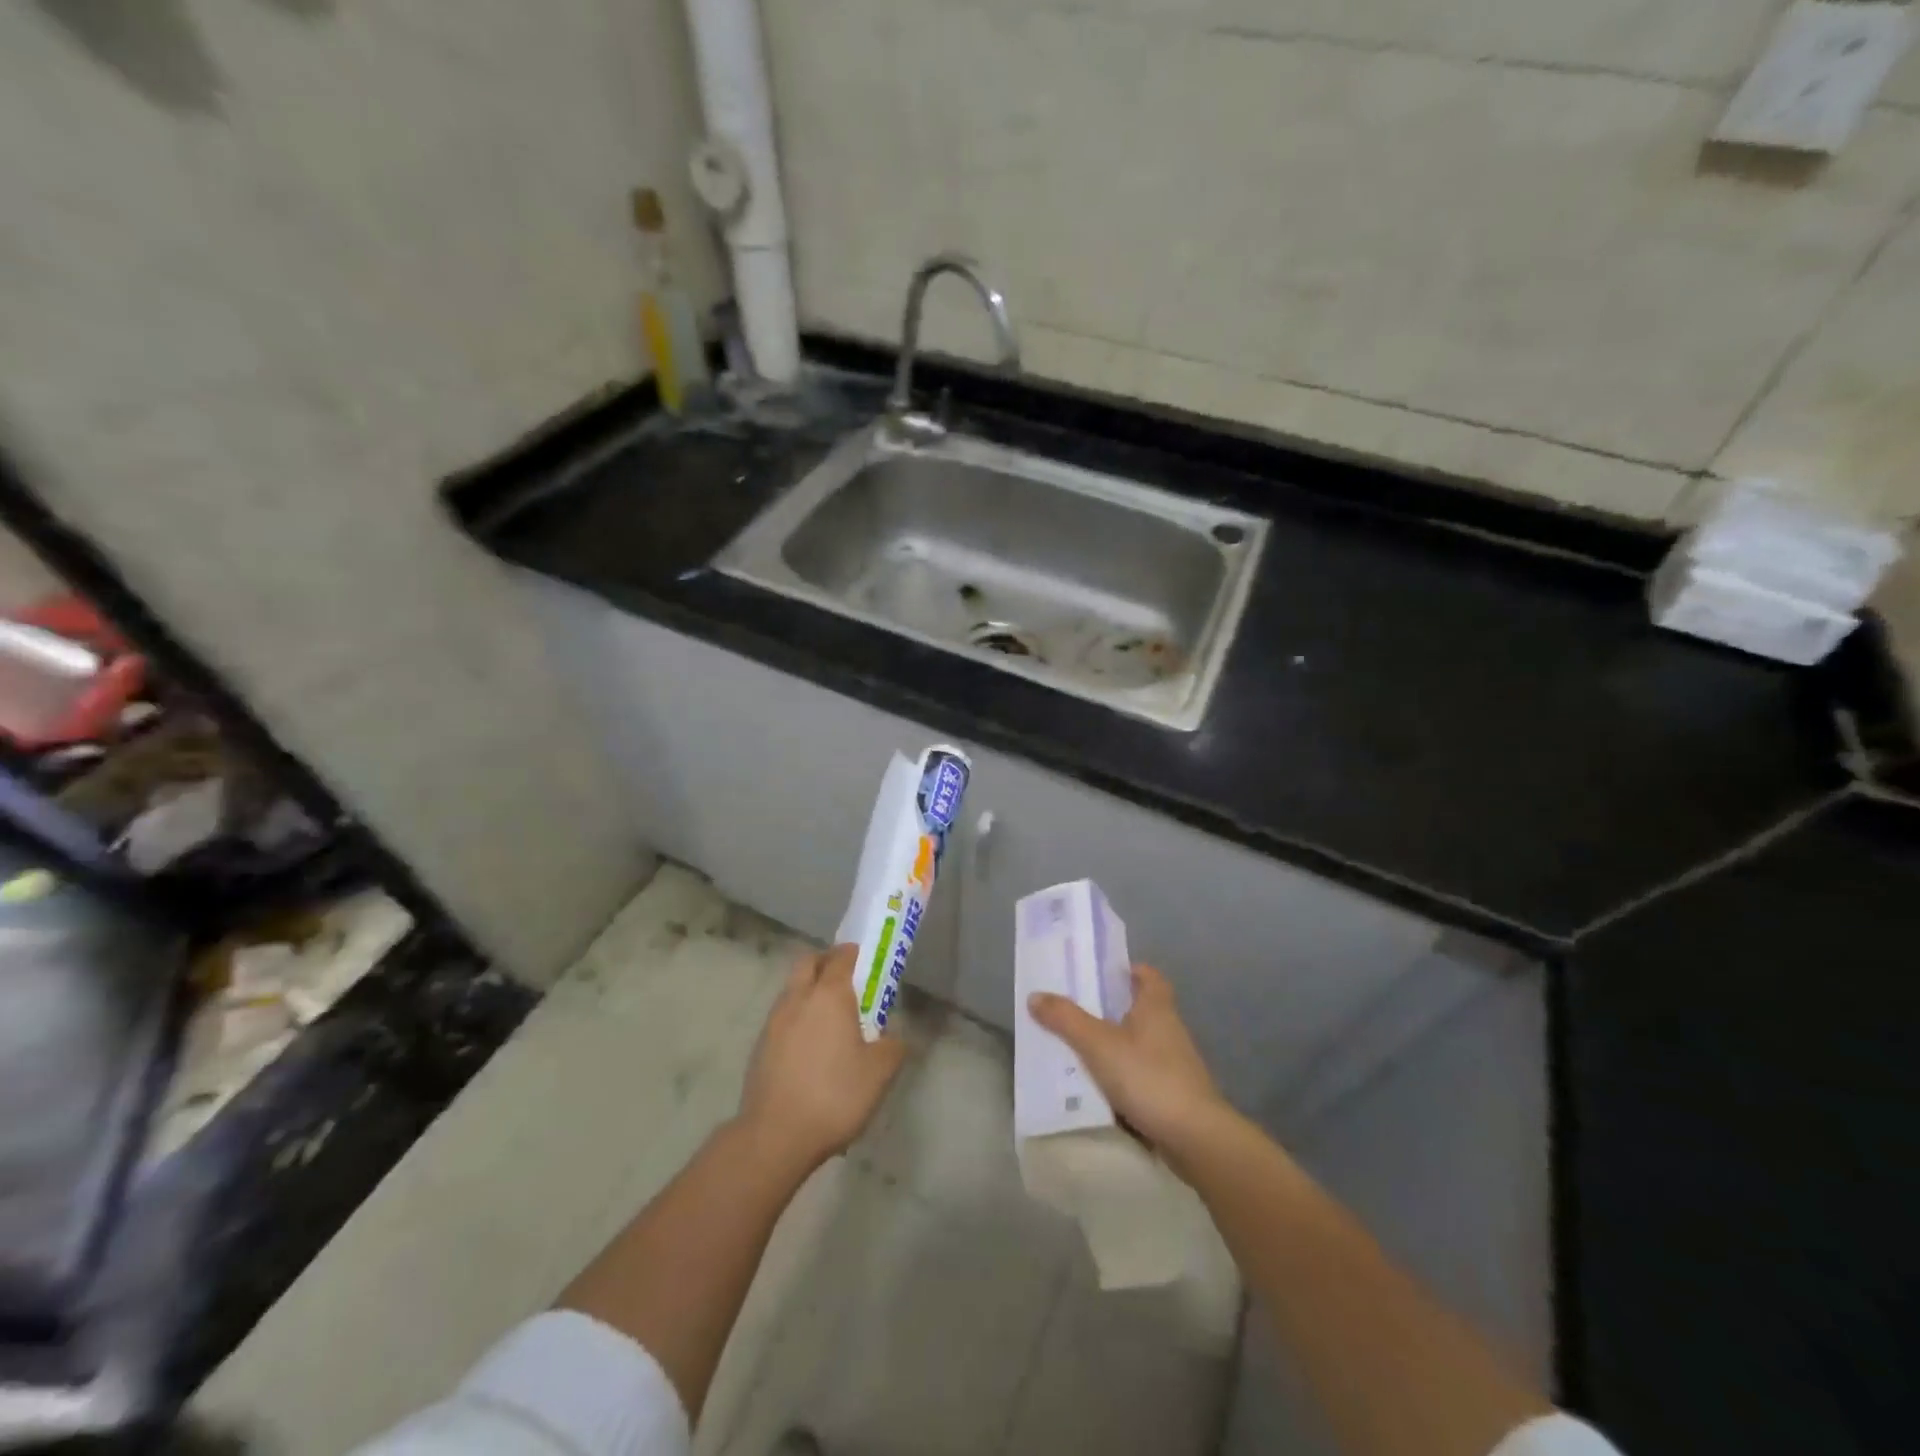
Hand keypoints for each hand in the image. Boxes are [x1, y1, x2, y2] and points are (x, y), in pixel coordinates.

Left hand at [738, 943, 909, 1172]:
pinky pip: (782, 1018)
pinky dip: (797, 1020)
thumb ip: (891, 1047)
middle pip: (809, 963)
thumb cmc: (834, 1095)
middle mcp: (798, 998)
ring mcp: (774, 1022)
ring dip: (809, 992)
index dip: (854, 953)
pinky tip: (810, 1049)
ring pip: (792, 990)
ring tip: (829, 1020)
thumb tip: (891, 1037)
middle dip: (826, 963)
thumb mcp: (880, 1073)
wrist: (775, 1136)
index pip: (841, 957)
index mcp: (829, 995)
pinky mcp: (760, 1047)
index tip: (866, 961)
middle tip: (846, 982)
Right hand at [1028, 964, 1229, 1167]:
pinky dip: (1121, 1076)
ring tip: (1077, 1049)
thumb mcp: (1098, 1044)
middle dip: (1110, 1009)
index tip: (1101, 974)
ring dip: (1114, 1045)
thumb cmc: (1148, 1077)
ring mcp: (1175, 1064)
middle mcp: (1169, 1029)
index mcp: (1156, 1007)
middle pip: (1140, 1009)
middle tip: (1075, 1010)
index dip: (1128, 970)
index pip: (1149, 976)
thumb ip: (1066, 1019)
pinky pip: (1141, 1075)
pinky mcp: (1173, 1094)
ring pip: (1139, 1044)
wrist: (1194, 1137)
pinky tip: (1097, 1088)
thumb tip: (1036, 995)